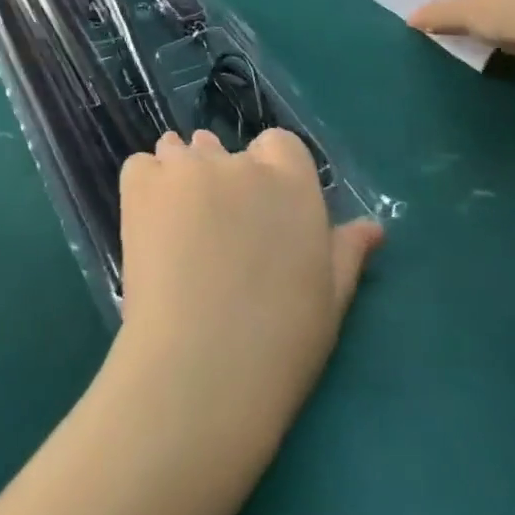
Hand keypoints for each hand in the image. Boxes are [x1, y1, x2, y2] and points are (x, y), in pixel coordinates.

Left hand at [116, 129, 382, 433]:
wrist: (199, 370)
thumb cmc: (279, 344)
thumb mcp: (330, 301)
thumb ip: (346, 251)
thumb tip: (372, 227)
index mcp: (292, 181)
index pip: (278, 144)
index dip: (268, 173)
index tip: (260, 212)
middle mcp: (240, 162)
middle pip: (225, 152)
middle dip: (220, 180)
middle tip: (214, 233)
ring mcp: (187, 168)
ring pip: (180, 153)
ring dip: (181, 177)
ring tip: (176, 228)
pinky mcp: (143, 183)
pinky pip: (142, 166)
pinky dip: (146, 187)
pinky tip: (148, 226)